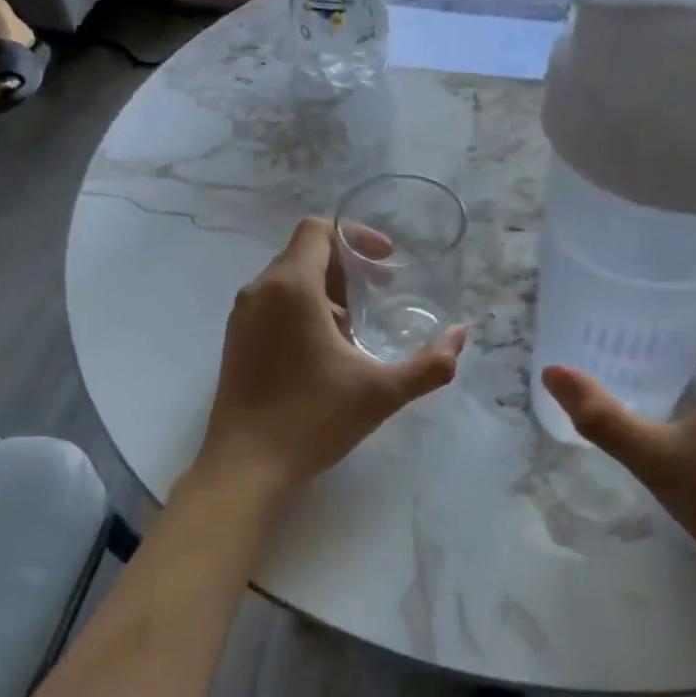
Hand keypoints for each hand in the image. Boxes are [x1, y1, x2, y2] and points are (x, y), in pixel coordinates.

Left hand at [197, 218, 466, 501]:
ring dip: (325, 292)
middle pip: (304, 254)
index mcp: (291, 287)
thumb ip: (430, 364)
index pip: (318, 230)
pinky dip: (302, 311)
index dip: (356, 236)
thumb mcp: (382, 391)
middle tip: (380, 294)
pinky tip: (324, 353)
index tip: (387, 262)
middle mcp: (260, 291)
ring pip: (287, 282)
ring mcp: (241, 318)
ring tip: (355, 328)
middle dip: (346, 268)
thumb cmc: (313, 419)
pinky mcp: (235, 342)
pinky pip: (272, 306)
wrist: (246, 466)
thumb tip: (461, 334)